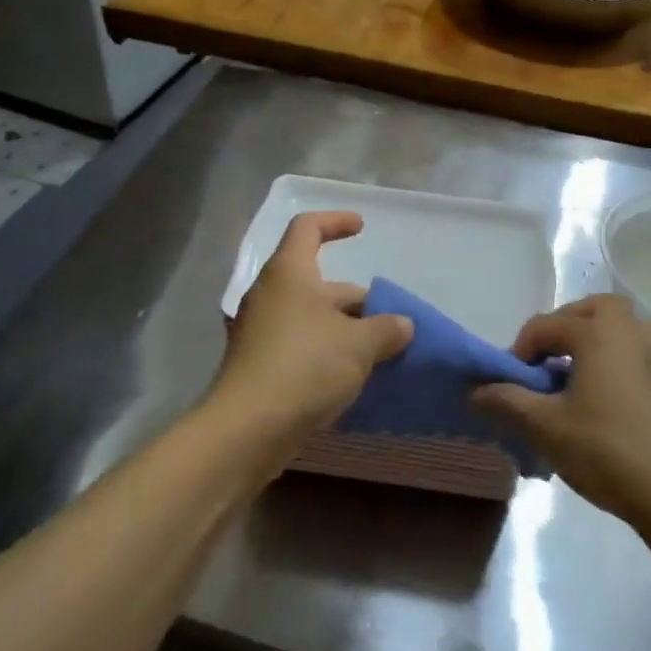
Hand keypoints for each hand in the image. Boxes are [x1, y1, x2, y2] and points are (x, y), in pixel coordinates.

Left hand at [211, 212, 411, 455]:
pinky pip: (299, 344)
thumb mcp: (359, 344)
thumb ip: (386, 329)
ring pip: (310, 317)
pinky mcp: (258, 364)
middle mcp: (270, 294)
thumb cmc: (305, 366)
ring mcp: (260, 330)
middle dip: (355, 298)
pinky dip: (326, 351)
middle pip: (316, 281)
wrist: (248, 429)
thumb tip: (403, 325)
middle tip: (388, 319)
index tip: (360, 228)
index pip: (308, 228)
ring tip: (379, 350)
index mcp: (289, 272)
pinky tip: (351, 376)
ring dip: (343, 328)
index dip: (335, 221)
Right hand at [472, 295, 650, 526]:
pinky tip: (597, 397)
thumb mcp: (546, 427)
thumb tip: (474, 390)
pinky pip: (630, 352)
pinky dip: (610, 359)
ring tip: (570, 374)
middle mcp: (629, 330)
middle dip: (560, 331)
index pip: (544, 325)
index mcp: (598, 331)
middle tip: (541, 366)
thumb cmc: (607, 450)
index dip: (519, 352)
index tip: (508, 385)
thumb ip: (507, 401)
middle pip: (588, 311)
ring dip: (589, 341)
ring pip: (615, 328)